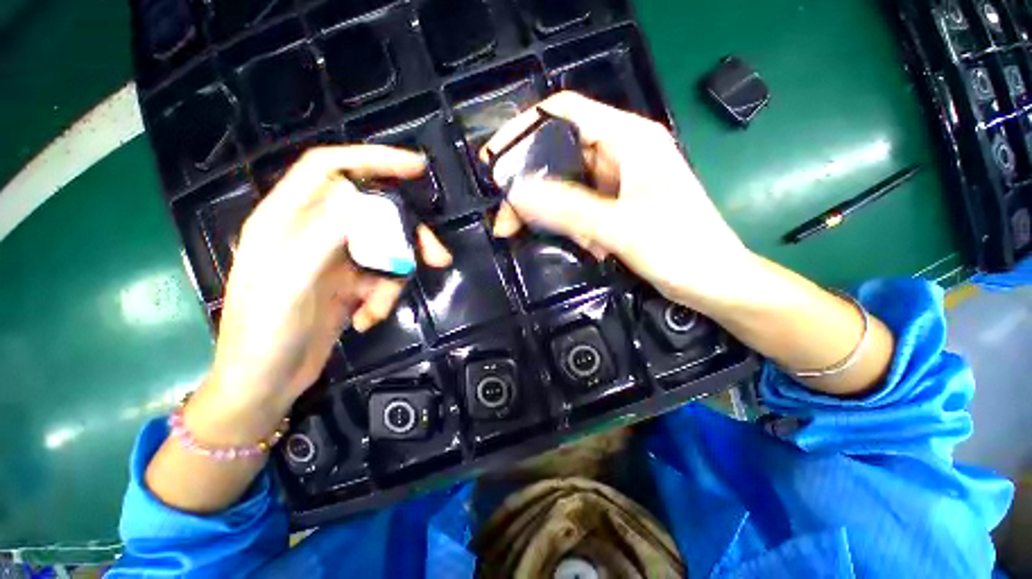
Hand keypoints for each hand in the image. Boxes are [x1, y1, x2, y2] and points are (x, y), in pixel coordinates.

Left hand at [192, 146, 451, 442]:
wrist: (265, 383)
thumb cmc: (263, 334)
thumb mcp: (287, 284)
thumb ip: (320, 236)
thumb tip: (355, 195)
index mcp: (286, 220)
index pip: (329, 169)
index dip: (372, 160)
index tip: (416, 168)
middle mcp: (312, 233)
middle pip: (373, 214)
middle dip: (407, 235)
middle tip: (437, 256)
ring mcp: (333, 259)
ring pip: (384, 250)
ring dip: (394, 278)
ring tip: (380, 309)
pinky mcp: (348, 284)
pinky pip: (382, 278)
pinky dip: (383, 298)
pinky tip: (367, 319)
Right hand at [482, 92, 755, 313]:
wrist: (713, 282)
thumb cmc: (680, 249)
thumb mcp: (620, 227)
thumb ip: (569, 208)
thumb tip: (519, 193)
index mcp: (629, 139)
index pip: (564, 113)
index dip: (524, 130)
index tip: (494, 162)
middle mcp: (622, 153)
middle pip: (559, 154)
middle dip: (530, 187)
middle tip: (507, 220)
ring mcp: (619, 181)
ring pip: (567, 186)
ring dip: (552, 214)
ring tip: (551, 240)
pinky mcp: (617, 205)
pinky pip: (580, 207)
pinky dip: (572, 226)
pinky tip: (585, 247)